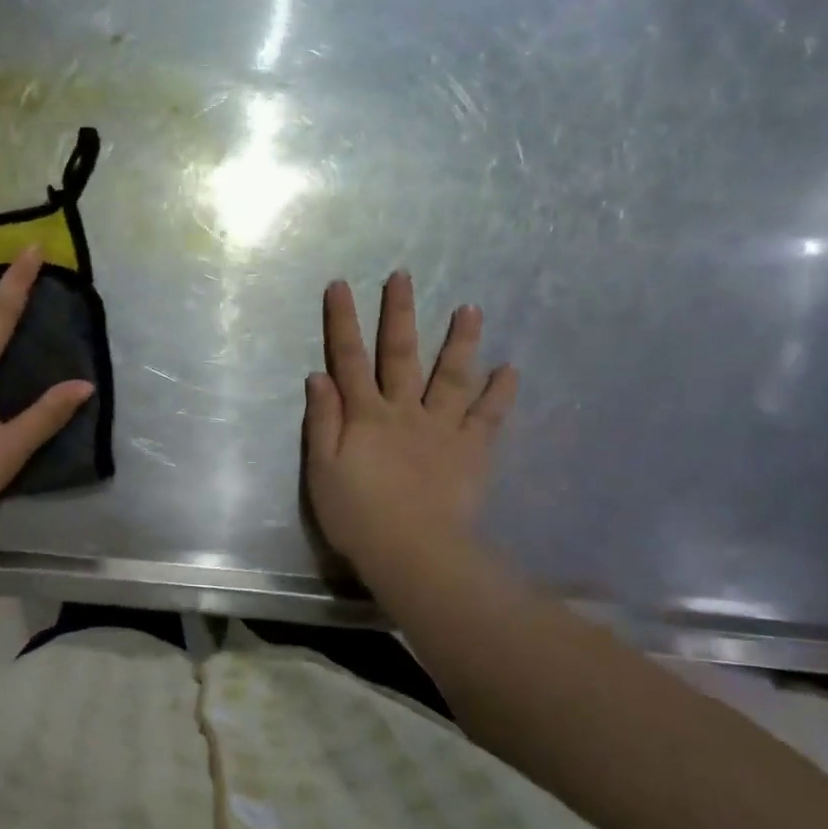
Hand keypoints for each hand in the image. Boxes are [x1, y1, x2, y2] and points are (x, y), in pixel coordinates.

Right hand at [303, 272, 517, 578]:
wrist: (413, 551)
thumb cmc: (357, 515)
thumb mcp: (323, 469)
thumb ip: (322, 421)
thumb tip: (318, 375)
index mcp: (365, 416)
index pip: (348, 359)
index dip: (343, 322)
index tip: (340, 286)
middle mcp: (405, 411)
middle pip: (400, 354)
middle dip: (399, 313)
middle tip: (404, 276)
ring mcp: (443, 428)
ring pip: (452, 375)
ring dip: (460, 340)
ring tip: (471, 308)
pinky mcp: (472, 450)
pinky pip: (489, 416)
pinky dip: (499, 392)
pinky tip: (509, 368)